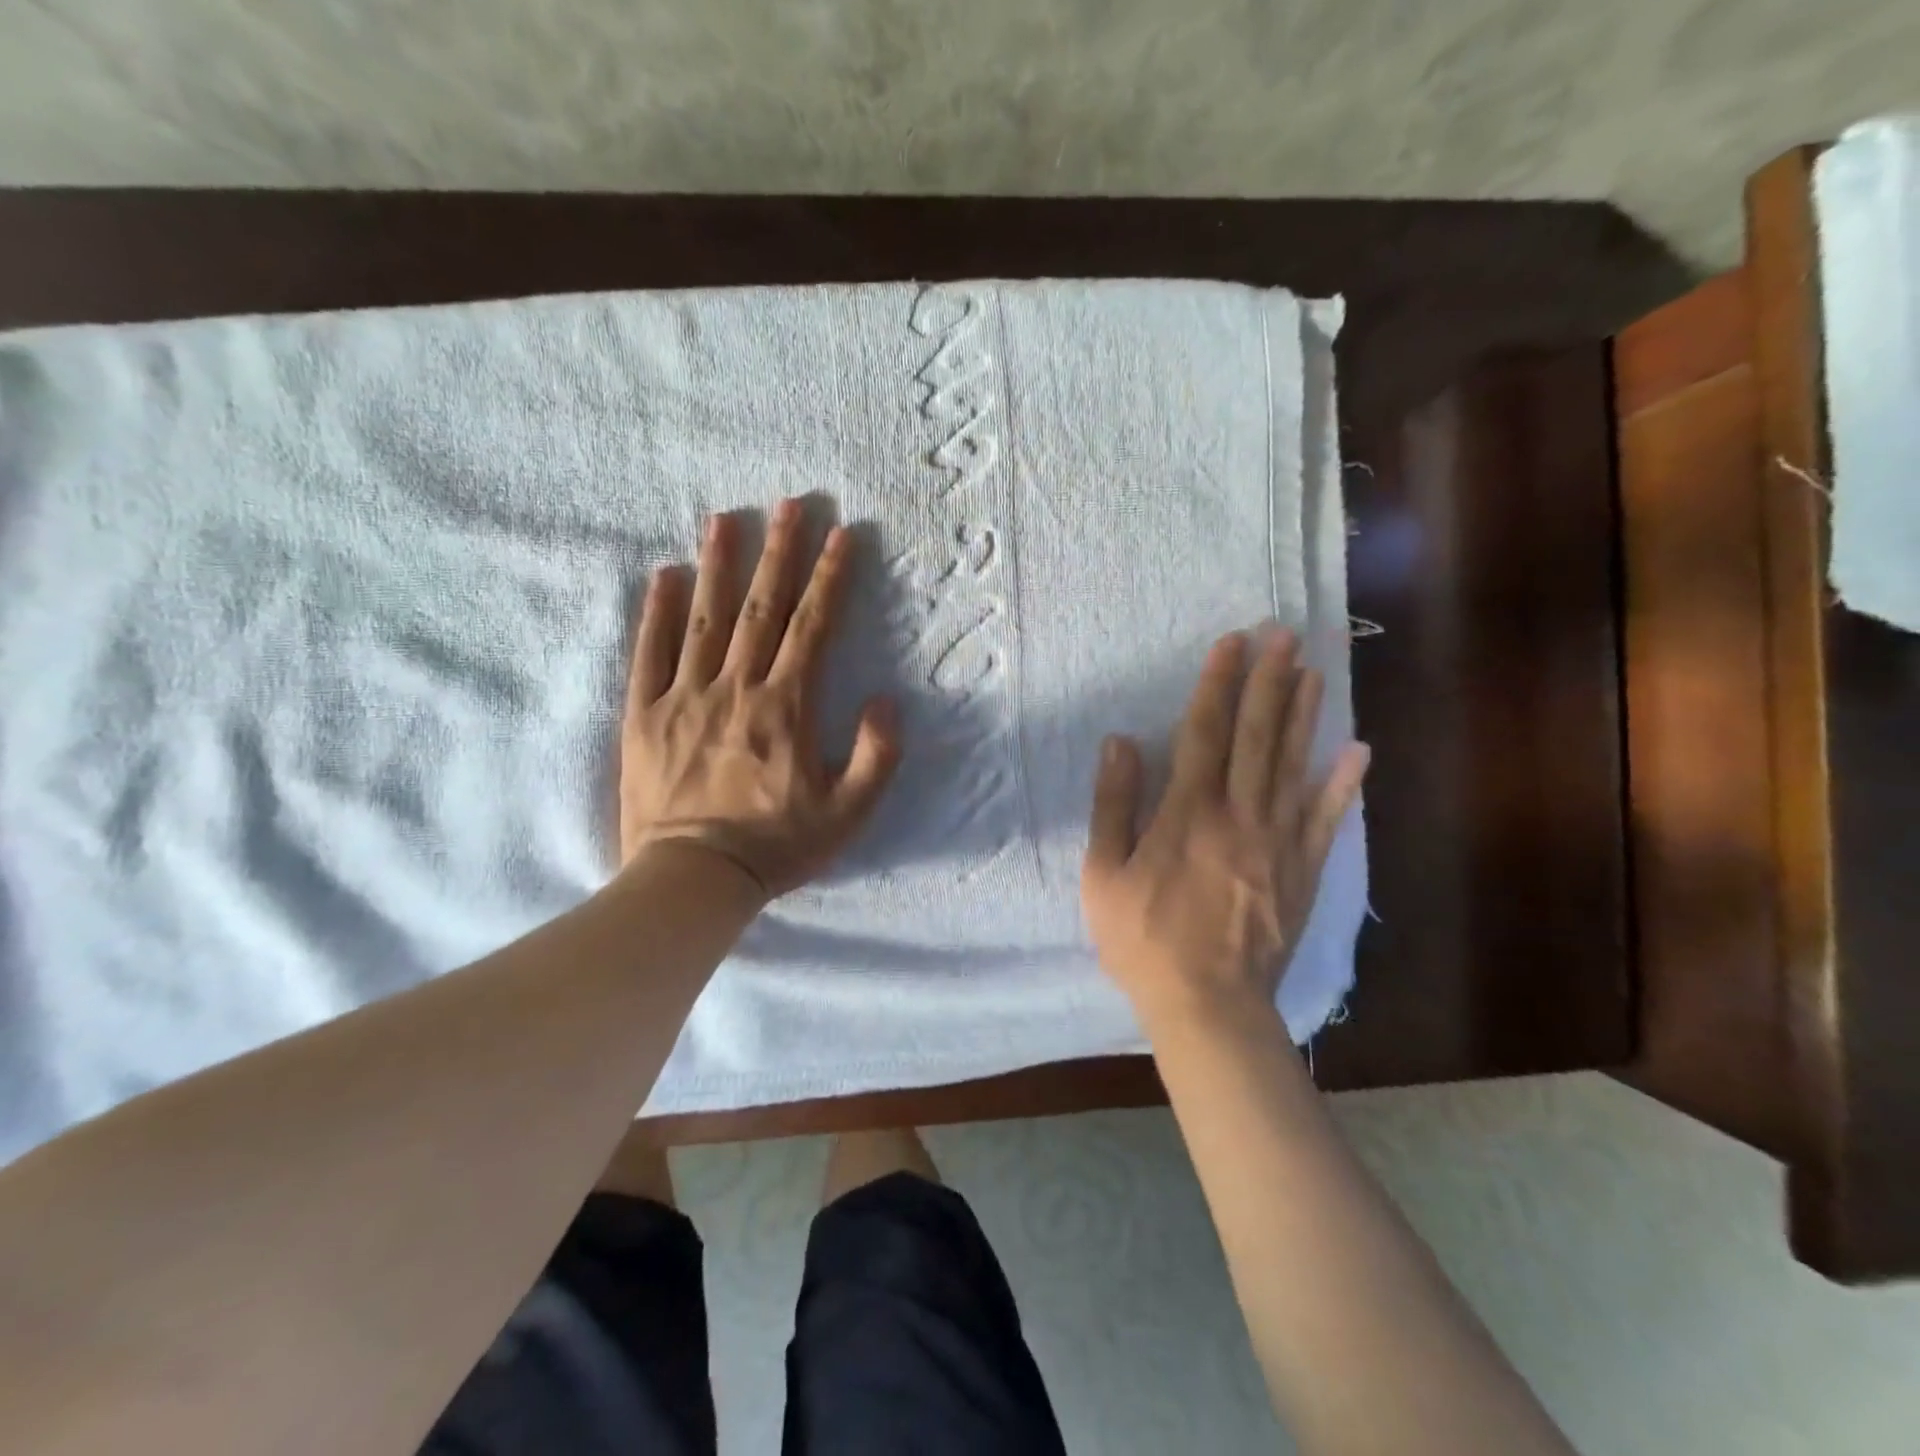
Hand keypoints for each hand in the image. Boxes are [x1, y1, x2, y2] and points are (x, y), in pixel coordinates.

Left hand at [619, 500, 900, 901]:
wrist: (693, 879)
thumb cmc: (776, 847)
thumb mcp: (848, 813)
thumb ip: (876, 755)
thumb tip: (887, 700)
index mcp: (786, 706)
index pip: (814, 626)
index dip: (831, 577)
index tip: (842, 533)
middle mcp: (736, 688)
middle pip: (761, 608)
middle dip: (779, 552)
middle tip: (787, 503)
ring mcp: (685, 697)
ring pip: (705, 619)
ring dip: (718, 565)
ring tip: (723, 517)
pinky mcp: (645, 716)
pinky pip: (650, 654)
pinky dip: (657, 613)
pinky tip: (664, 575)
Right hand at [1081, 629, 1368, 1029]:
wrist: (1208, 1007)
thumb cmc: (1143, 940)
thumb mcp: (1104, 876)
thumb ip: (1113, 806)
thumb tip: (1121, 743)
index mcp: (1188, 814)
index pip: (1204, 733)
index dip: (1216, 684)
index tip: (1231, 642)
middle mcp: (1239, 817)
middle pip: (1256, 738)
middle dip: (1268, 682)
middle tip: (1284, 635)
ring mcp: (1279, 844)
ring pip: (1293, 768)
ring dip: (1303, 716)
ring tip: (1313, 671)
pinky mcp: (1303, 873)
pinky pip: (1327, 822)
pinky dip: (1344, 786)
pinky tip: (1358, 751)